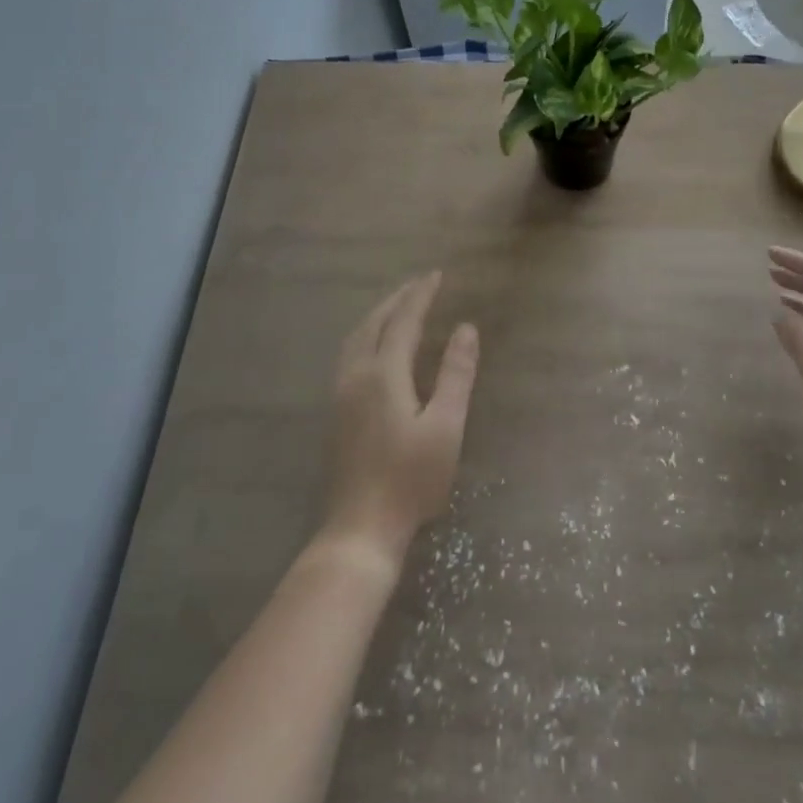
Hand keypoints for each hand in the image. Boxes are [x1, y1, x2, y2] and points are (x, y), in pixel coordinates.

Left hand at [322, 272, 478, 568]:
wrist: (361, 527)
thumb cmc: (411, 478)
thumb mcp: (446, 426)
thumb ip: (456, 374)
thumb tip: (466, 328)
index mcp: (383, 374)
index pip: (403, 321)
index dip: (421, 295)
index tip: (437, 275)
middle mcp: (356, 375)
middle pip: (374, 323)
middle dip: (398, 299)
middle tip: (420, 284)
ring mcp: (341, 394)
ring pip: (356, 338)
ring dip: (378, 315)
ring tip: (399, 306)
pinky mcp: (336, 411)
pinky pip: (349, 354)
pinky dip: (367, 334)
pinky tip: (376, 346)